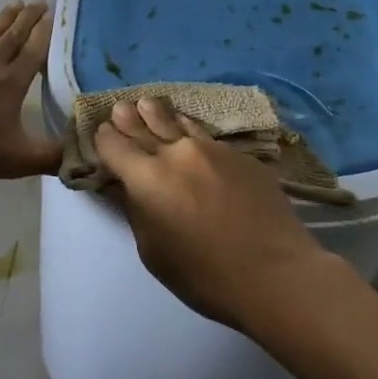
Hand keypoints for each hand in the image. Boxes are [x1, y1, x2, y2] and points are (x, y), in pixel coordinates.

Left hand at [0, 1, 60, 180]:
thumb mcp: (15, 160)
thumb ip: (50, 157)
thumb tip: (82, 155)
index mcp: (11, 82)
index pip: (34, 51)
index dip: (45, 32)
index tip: (53, 14)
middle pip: (13, 35)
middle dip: (28, 18)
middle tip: (38, 0)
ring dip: (4, 18)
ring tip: (15, 4)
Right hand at [92, 96, 332, 330]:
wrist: (275, 272)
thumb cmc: (204, 275)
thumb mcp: (154, 252)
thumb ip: (137, 211)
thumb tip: (127, 187)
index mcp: (147, 178)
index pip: (115, 147)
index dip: (105, 139)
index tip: (102, 133)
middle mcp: (176, 153)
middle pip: (145, 127)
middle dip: (129, 118)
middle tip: (120, 106)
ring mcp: (212, 149)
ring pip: (178, 123)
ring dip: (160, 113)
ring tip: (150, 103)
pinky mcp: (240, 155)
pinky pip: (206, 136)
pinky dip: (190, 130)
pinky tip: (189, 129)